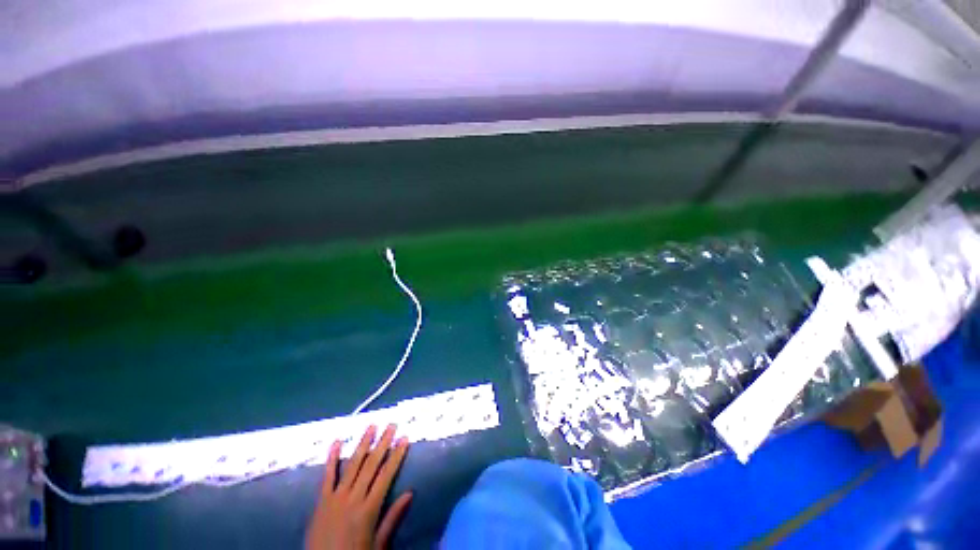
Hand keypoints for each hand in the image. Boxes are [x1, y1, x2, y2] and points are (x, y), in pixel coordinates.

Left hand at [306, 424, 411, 549]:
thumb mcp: (378, 545)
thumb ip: (392, 518)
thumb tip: (410, 493)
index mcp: (368, 510)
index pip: (386, 476)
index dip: (396, 456)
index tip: (404, 439)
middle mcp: (353, 499)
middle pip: (370, 466)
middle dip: (383, 444)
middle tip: (391, 425)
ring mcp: (335, 498)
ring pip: (352, 465)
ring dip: (363, 444)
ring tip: (371, 426)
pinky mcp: (321, 501)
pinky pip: (327, 477)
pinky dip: (332, 459)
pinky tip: (336, 442)